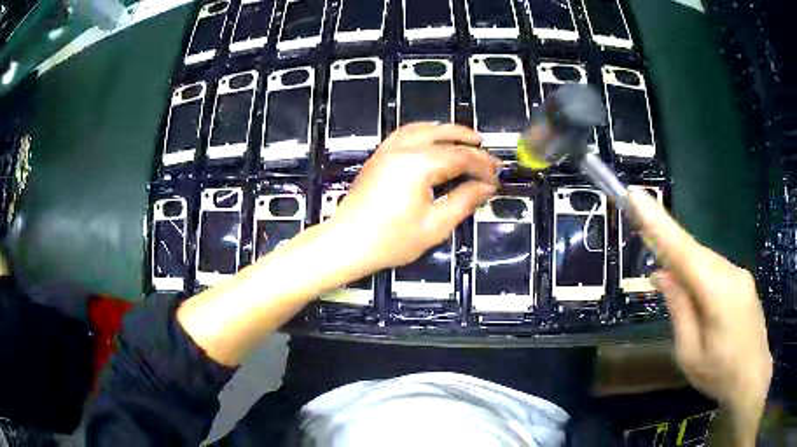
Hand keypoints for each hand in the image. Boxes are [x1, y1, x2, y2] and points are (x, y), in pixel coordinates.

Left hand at [331, 122, 499, 271]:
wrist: (347, 244)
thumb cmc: (391, 240)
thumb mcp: (435, 225)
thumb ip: (463, 201)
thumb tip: (485, 187)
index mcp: (418, 164)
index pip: (460, 157)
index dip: (481, 166)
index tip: (496, 178)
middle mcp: (402, 149)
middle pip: (442, 136)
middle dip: (468, 141)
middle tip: (487, 149)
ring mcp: (387, 150)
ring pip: (422, 129)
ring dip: (446, 130)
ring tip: (465, 137)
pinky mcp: (378, 157)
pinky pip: (404, 133)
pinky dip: (423, 131)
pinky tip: (432, 138)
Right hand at [629, 191, 771, 441]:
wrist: (753, 379)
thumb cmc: (720, 374)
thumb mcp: (691, 353)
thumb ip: (679, 310)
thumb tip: (662, 275)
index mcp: (718, 293)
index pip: (684, 251)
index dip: (659, 224)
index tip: (636, 196)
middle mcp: (731, 272)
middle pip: (695, 252)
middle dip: (669, 245)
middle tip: (644, 236)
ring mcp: (740, 275)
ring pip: (706, 259)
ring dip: (684, 262)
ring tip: (667, 275)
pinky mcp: (744, 281)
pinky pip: (716, 268)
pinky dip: (698, 271)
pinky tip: (693, 289)